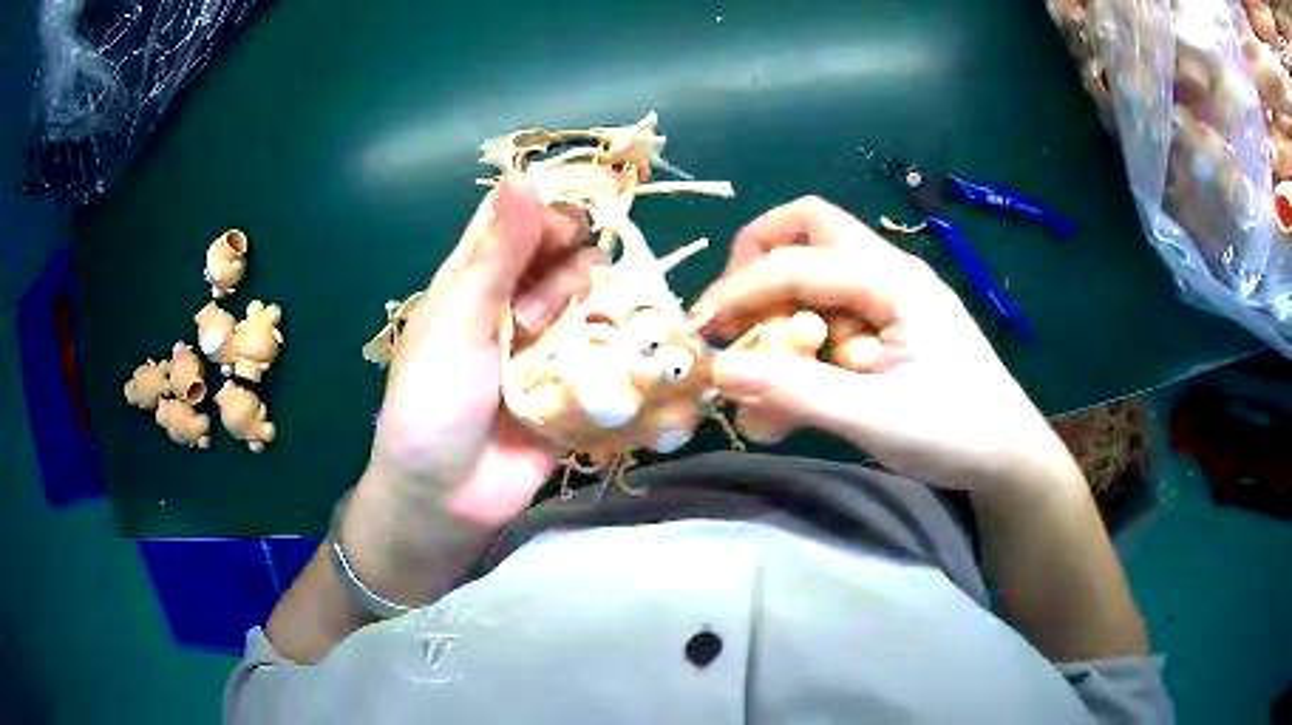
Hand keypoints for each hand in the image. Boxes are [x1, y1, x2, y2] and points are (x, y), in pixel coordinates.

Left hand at [368, 179, 598, 528]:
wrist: (446, 498)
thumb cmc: (432, 403)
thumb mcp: (458, 322)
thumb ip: (497, 254)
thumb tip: (524, 174)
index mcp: (474, 282)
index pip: (519, 225)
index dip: (547, 216)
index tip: (569, 228)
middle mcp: (511, 306)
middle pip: (561, 261)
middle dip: (571, 268)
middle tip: (562, 296)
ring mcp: (544, 346)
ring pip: (587, 304)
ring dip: (592, 309)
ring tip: (576, 335)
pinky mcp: (572, 385)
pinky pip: (603, 353)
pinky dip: (616, 348)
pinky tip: (625, 354)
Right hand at [697, 197, 1076, 492]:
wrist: (1007, 458)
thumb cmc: (956, 432)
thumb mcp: (875, 417)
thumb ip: (798, 393)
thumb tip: (721, 372)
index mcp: (892, 281)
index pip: (800, 262)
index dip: (742, 290)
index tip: (702, 330)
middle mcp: (887, 275)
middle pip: (809, 230)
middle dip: (759, 262)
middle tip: (734, 312)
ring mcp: (887, 303)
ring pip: (813, 278)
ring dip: (777, 319)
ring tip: (757, 381)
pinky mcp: (885, 333)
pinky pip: (828, 324)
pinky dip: (799, 355)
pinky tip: (785, 408)